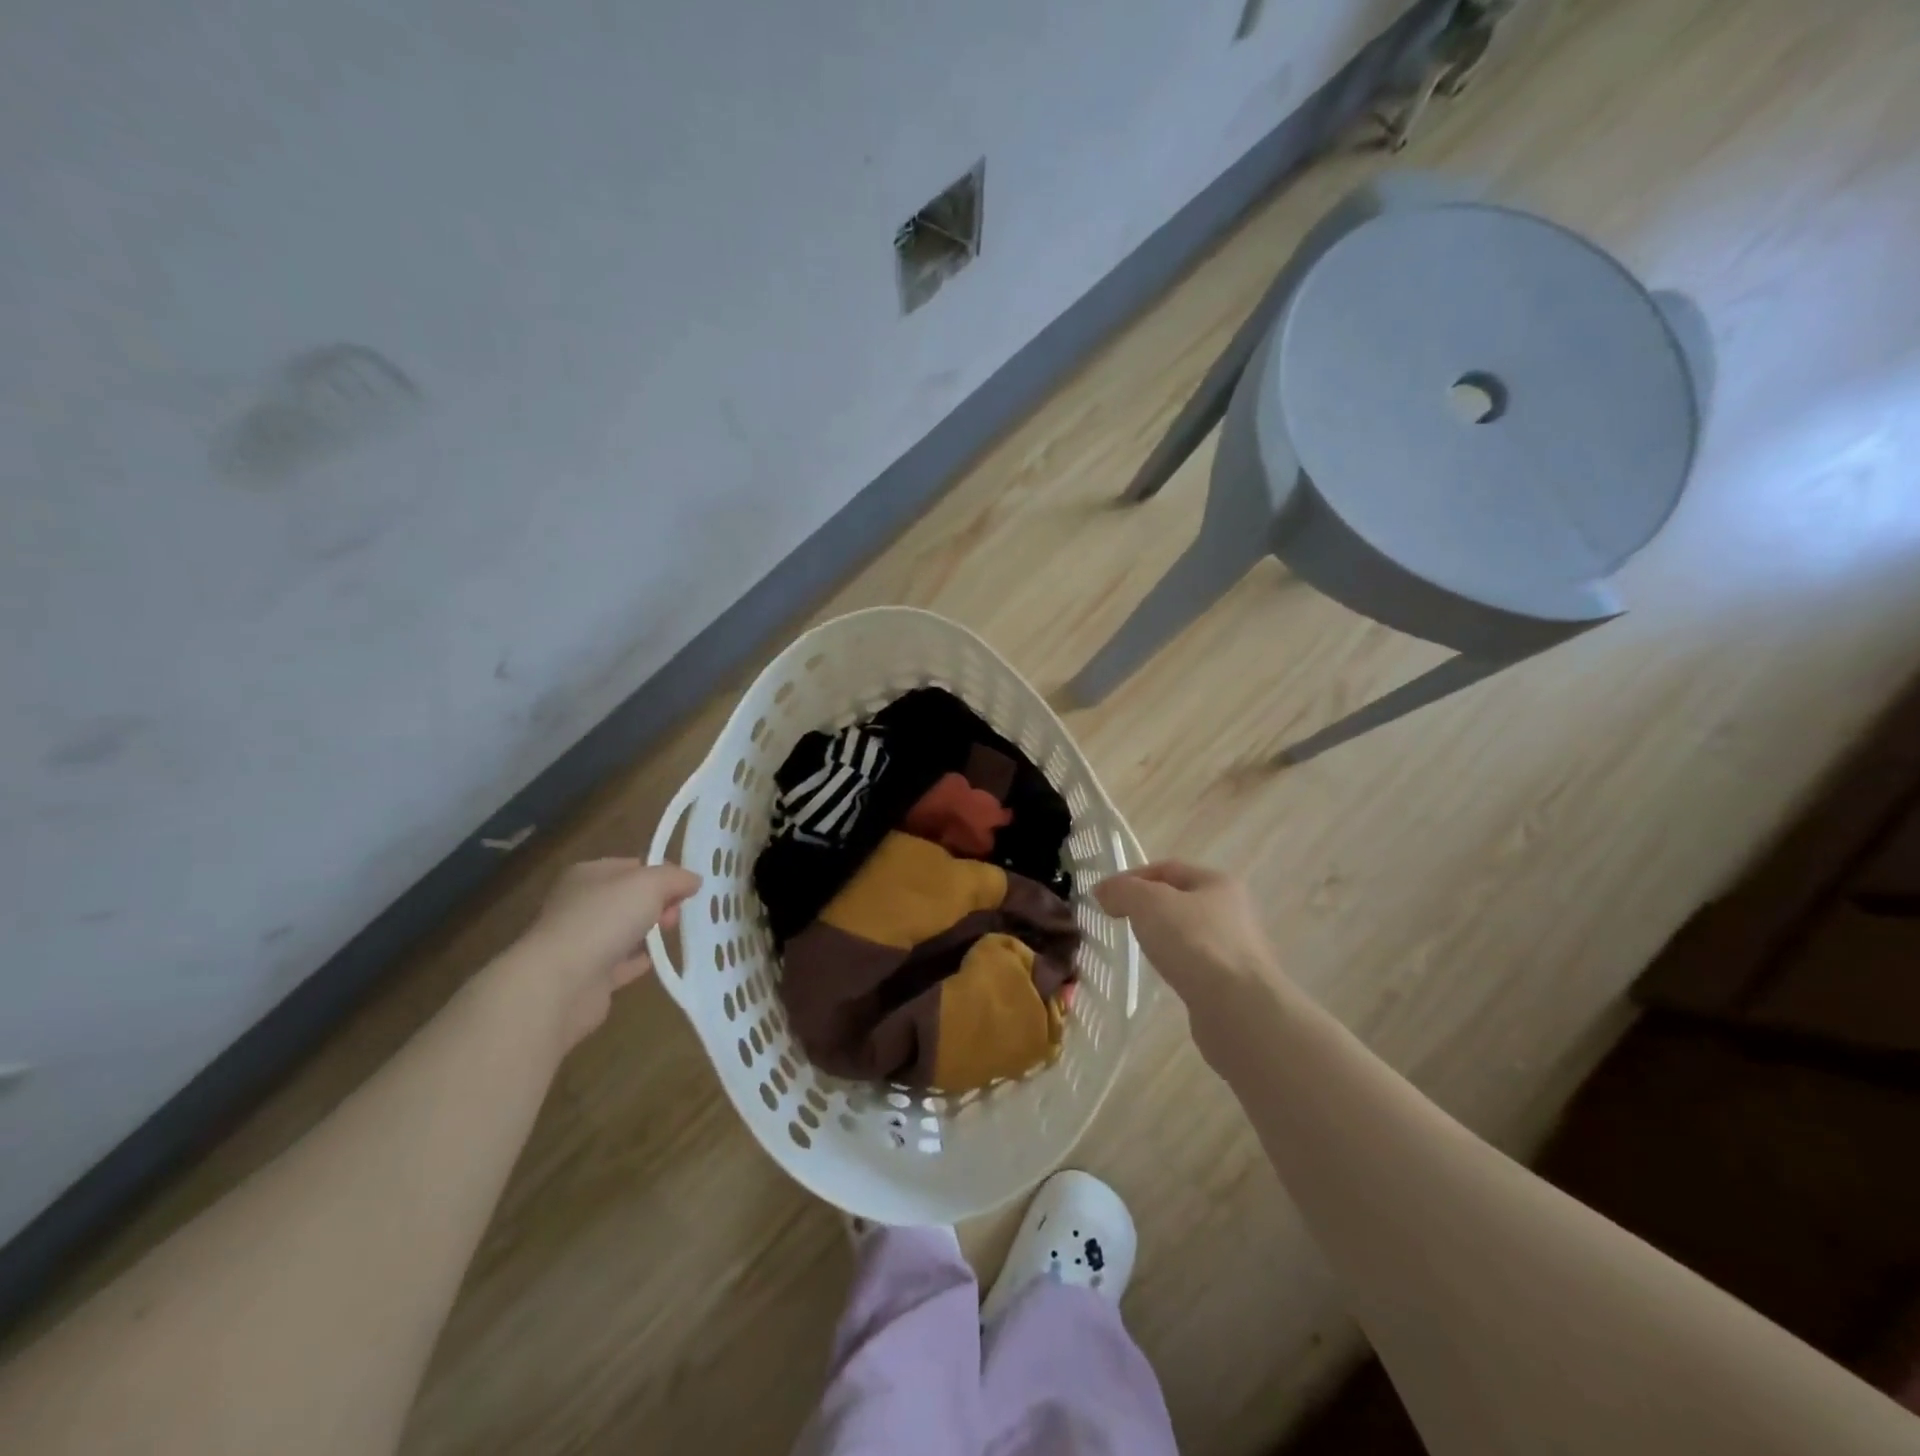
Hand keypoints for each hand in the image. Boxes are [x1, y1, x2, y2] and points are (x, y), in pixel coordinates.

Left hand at [511, 859, 701, 1048]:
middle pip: (629, 898)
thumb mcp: (650, 884)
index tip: (686, 888)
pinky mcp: (585, 977)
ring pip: (623, 930)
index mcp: (588, 874)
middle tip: (677, 915)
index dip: (661, 874)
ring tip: (672, 935)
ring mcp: (580, 942)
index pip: (632, 866)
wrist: (560, 983)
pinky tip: (654, 961)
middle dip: (658, 903)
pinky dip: (636, 961)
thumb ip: (675, 878)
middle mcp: (579, 904)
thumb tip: (693, 880)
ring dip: (647, 931)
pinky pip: (618, 963)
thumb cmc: (604, 919)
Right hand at [1094, 862, 1280, 1006]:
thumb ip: (1122, 890)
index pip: (1167, 868)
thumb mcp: (1148, 903)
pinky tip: (1162, 975)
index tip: (1104, 896)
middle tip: (1118, 920)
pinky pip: (1194, 964)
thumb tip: (1104, 891)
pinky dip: (1175, 964)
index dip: (1132, 877)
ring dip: (1161, 937)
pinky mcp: (1232, 984)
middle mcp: (1232, 911)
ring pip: (1187, 933)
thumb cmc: (1194, 943)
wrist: (1238, 1008)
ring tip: (1137, 949)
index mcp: (1217, 882)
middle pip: (1179, 900)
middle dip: (1147, 907)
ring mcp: (1235, 949)